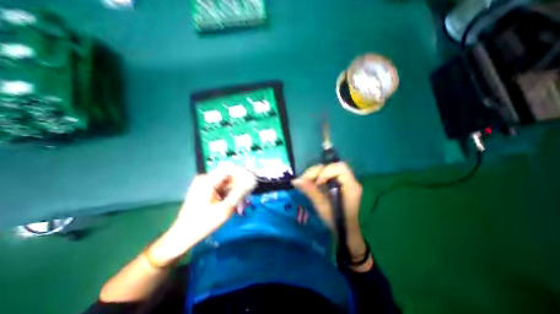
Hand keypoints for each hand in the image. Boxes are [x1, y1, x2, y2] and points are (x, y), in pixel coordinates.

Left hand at [145, 164, 256, 267]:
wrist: (182, 237)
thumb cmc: (202, 224)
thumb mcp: (225, 209)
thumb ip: (239, 193)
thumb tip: (251, 181)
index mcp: (207, 181)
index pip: (229, 168)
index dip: (242, 172)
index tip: (251, 183)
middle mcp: (206, 179)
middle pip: (229, 175)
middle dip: (240, 185)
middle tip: (247, 198)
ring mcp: (205, 184)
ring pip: (227, 182)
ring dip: (236, 191)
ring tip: (241, 205)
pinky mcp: (206, 189)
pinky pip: (222, 188)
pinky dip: (229, 194)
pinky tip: (234, 204)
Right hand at [291, 162, 365, 230]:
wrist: (346, 231)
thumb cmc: (336, 221)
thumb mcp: (322, 207)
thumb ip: (310, 191)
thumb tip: (295, 180)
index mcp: (351, 186)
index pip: (339, 168)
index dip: (326, 172)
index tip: (317, 183)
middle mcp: (351, 181)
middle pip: (333, 166)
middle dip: (317, 171)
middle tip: (305, 179)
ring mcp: (346, 182)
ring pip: (329, 169)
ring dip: (316, 173)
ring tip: (306, 181)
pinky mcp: (340, 184)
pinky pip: (328, 175)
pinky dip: (318, 177)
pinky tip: (312, 183)